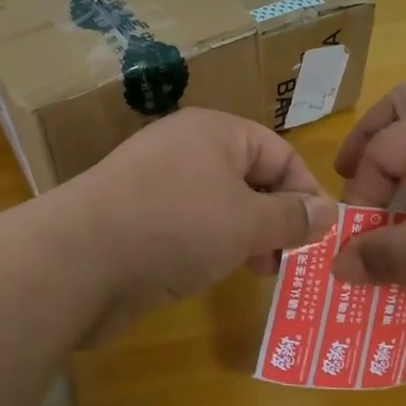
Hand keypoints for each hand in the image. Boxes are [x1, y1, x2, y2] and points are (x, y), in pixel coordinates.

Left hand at [61, 108, 334, 334]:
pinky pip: (188, 228)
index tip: (320, 235)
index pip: (278, 153)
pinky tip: (214, 274)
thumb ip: (291, 217)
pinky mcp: (135, 220)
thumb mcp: (247, 221)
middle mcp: (185, 150)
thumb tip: (328, 211)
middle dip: (275, 219)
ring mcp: (155, 185)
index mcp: (214, 132)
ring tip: (258, 271)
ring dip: (245, 237)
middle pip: (248, 178)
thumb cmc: (176, 226)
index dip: (305, 191)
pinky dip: (209, 248)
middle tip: (288, 259)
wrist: (78, 260)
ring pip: (218, 206)